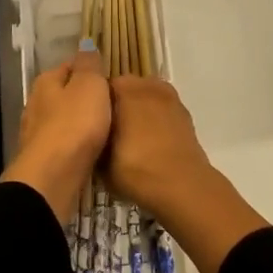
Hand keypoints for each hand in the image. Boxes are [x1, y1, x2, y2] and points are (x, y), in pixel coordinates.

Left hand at [1, 41, 109, 222]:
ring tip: (108, 129)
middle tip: (115, 106)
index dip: (92, 70)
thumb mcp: (90, 85)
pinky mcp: (44, 159)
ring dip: (83, 123)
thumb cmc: (75, 123)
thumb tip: (86, 45)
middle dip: (87, 98)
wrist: (53, 176)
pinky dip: (78, 144)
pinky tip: (93, 150)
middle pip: (66, 94)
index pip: (71, 66)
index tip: (113, 80)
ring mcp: (37, 133)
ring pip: (65, 120)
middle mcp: (36, 103)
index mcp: (46, 81)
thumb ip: (89, 65)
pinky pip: (66, 144)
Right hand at [105, 76, 222, 225]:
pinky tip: (149, 142)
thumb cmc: (136, 169)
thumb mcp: (100, 160)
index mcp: (125, 89)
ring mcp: (170, 98)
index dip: (92, 103)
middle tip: (106, 130)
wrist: (182, 187)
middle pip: (126, 89)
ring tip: (128, 137)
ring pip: (146, 98)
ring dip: (138, 111)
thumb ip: (93, 139)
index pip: (100, 86)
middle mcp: (148, 86)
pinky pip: (162, 110)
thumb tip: (90, 136)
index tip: (87, 121)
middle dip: (117, 104)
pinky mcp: (185, 115)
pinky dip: (155, 120)